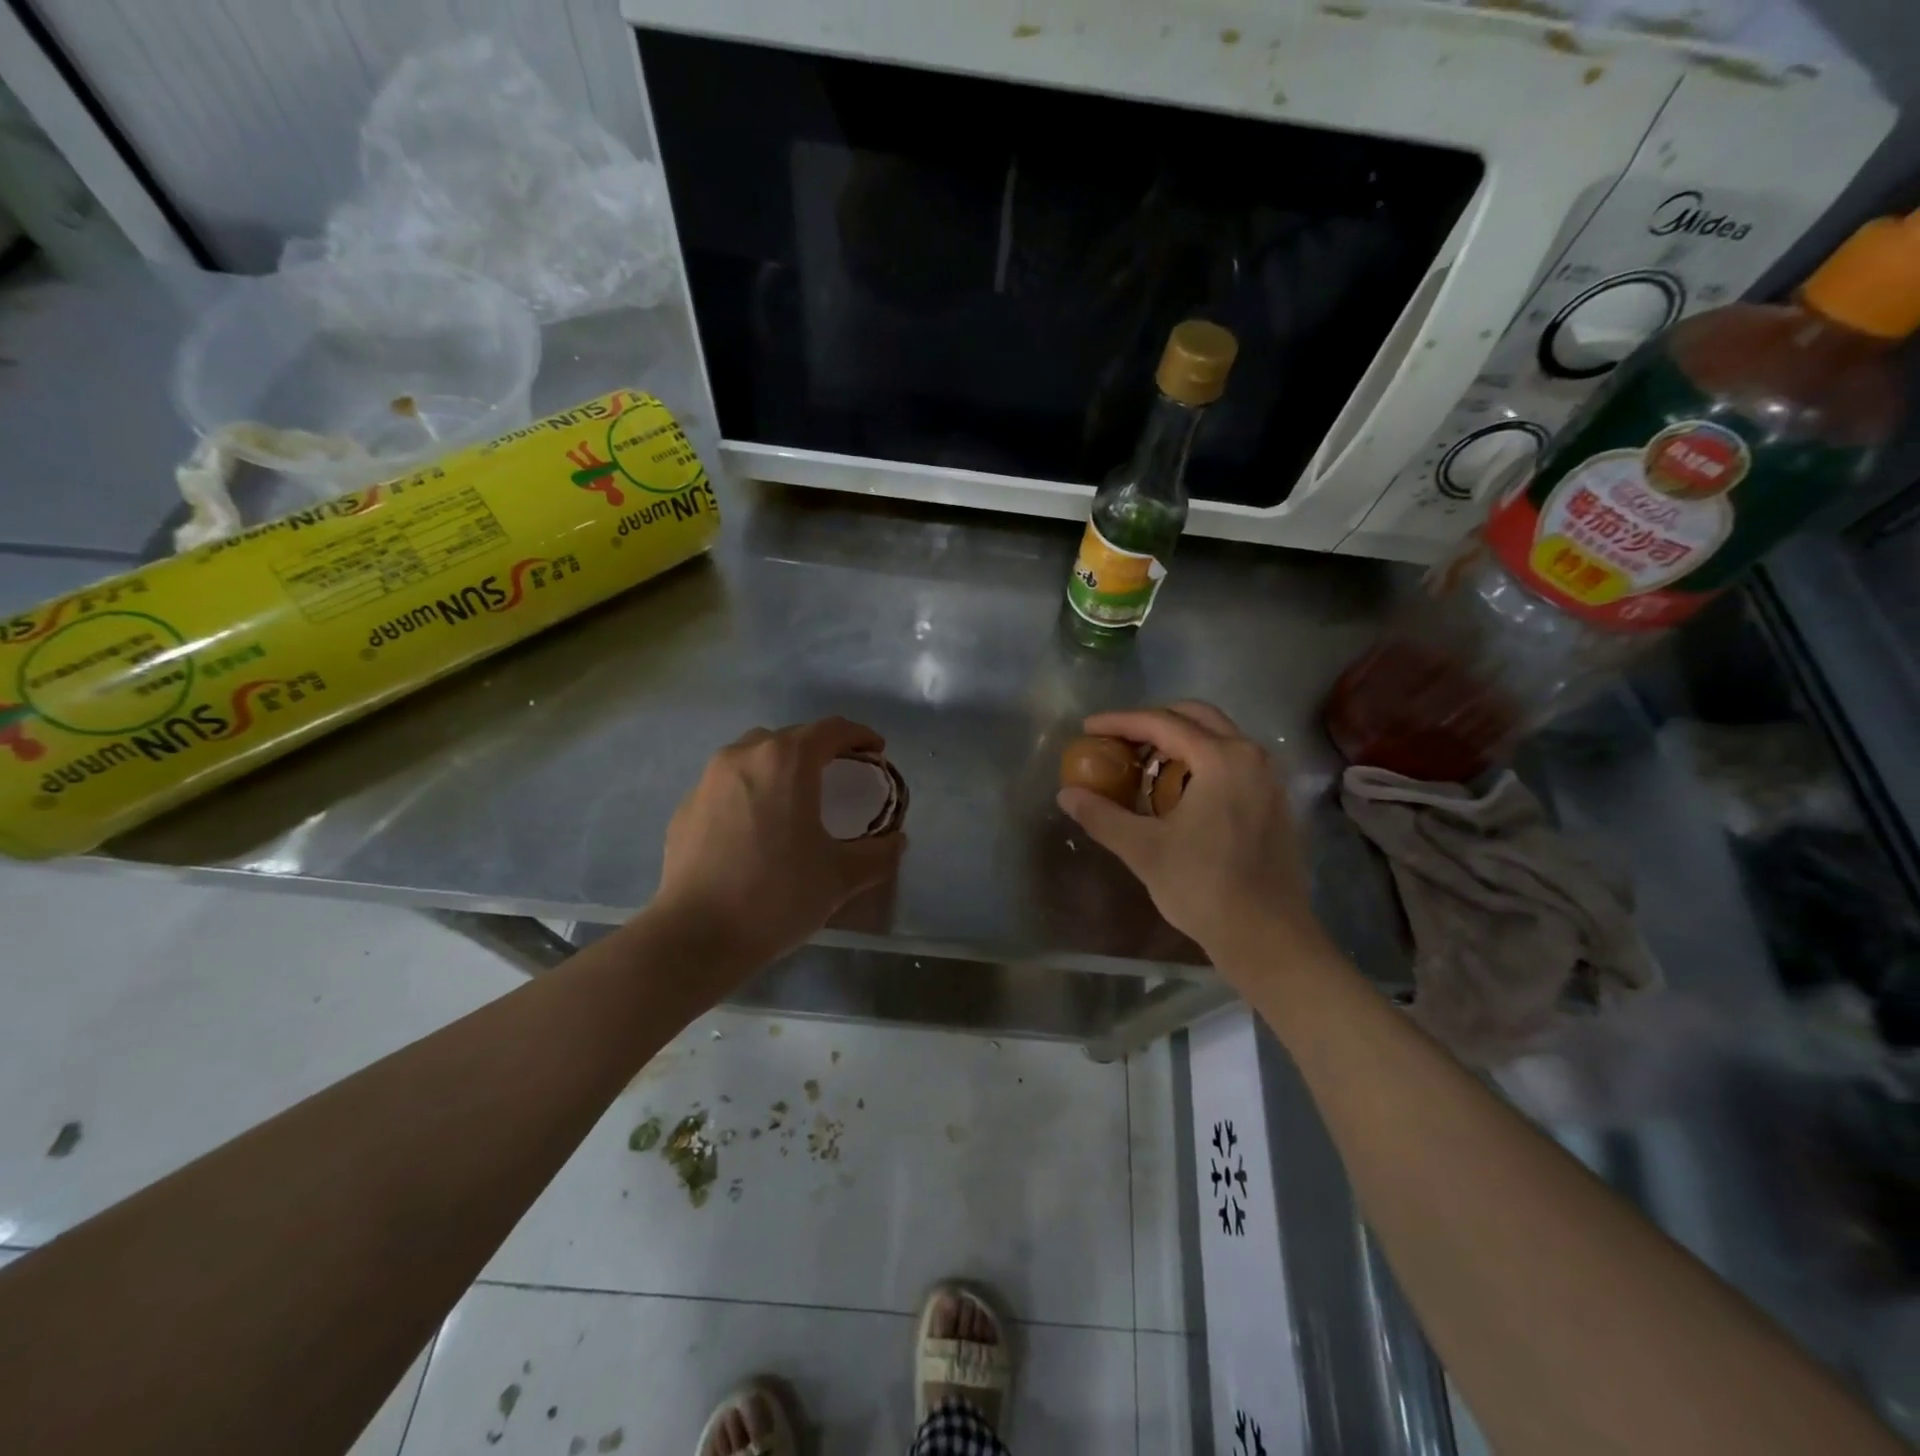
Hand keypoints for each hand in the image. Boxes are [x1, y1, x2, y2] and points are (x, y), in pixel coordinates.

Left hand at [650, 717, 906, 975]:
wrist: (696, 936)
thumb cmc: (777, 896)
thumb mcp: (841, 877)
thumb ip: (878, 854)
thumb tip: (897, 842)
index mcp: (786, 761)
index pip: (831, 729)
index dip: (860, 736)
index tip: (876, 752)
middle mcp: (743, 756)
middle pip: (790, 737)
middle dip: (820, 749)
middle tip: (841, 774)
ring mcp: (707, 779)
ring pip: (753, 755)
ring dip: (781, 765)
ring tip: (796, 795)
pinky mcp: (686, 807)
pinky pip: (727, 784)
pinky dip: (750, 791)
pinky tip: (757, 826)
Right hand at [1055, 702, 1321, 979]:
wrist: (1267, 937)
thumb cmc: (1203, 886)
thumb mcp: (1143, 849)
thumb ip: (1102, 815)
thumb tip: (1067, 794)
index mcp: (1222, 758)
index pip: (1162, 723)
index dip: (1120, 722)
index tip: (1088, 727)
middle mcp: (1251, 757)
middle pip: (1196, 718)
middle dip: (1153, 722)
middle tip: (1119, 740)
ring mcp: (1268, 779)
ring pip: (1218, 739)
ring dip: (1179, 741)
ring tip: (1143, 765)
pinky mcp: (1273, 803)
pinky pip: (1232, 763)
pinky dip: (1200, 762)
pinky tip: (1177, 792)